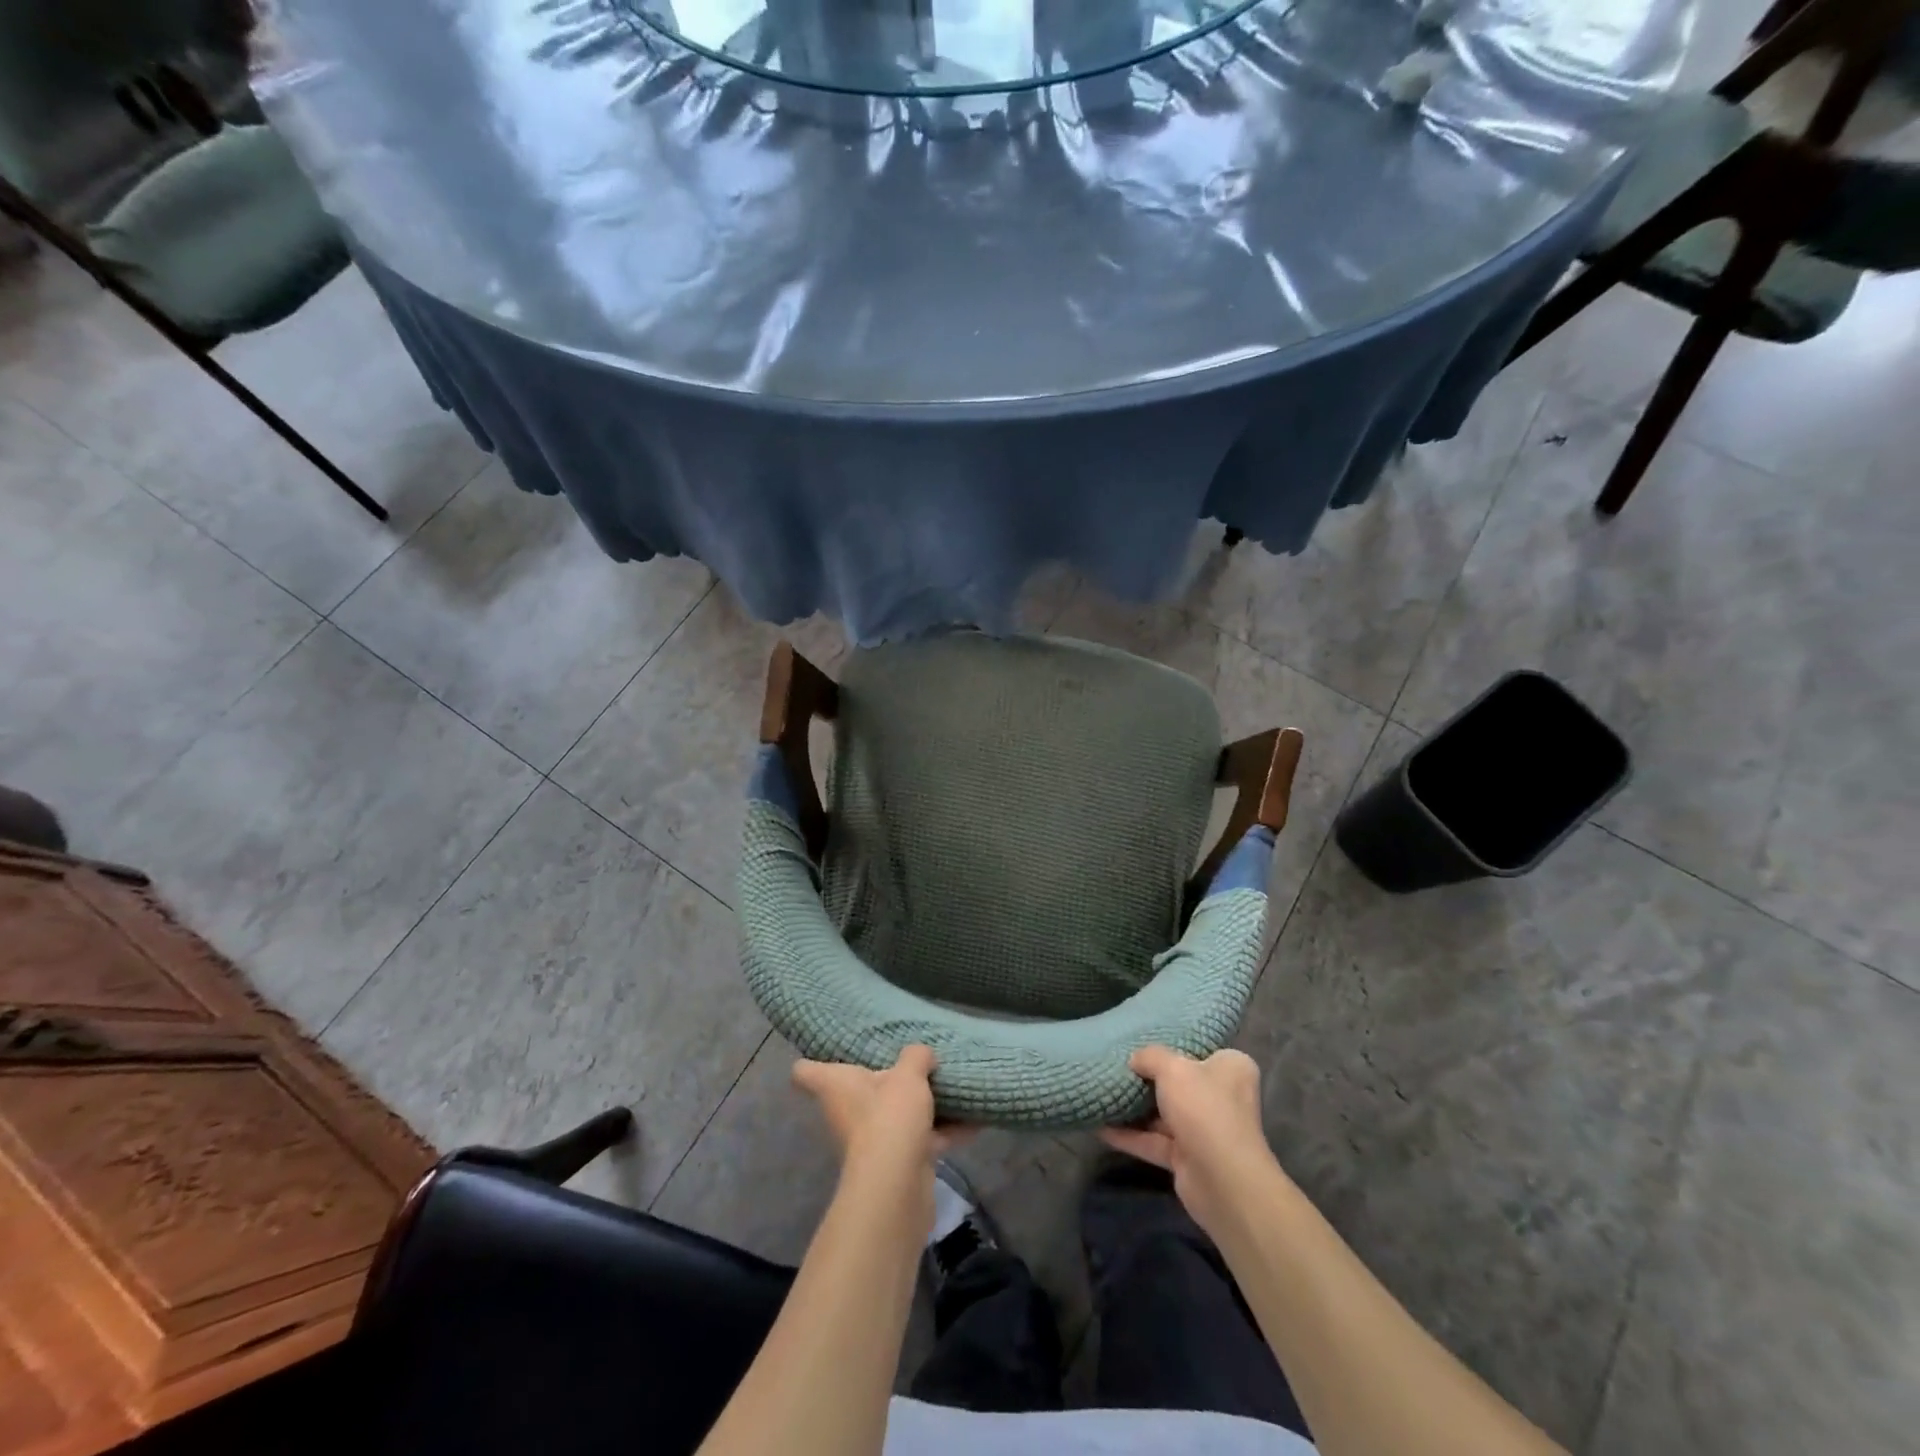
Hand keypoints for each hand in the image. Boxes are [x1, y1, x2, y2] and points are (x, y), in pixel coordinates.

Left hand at [793, 1044, 969, 1185]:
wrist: (897, 1186)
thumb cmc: (889, 1117)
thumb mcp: (908, 1075)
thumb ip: (916, 1057)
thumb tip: (922, 1055)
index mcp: (836, 1087)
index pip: (805, 1071)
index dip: (812, 1060)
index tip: (829, 1050)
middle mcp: (847, 1113)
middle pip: (858, 1093)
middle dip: (884, 1081)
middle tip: (909, 1062)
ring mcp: (872, 1141)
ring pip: (894, 1116)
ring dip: (919, 1106)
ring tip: (948, 1085)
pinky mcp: (897, 1163)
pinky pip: (922, 1139)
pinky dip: (945, 1132)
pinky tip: (975, 1119)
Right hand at [1101, 1046, 1283, 1239]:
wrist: (1222, 1181)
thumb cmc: (1204, 1109)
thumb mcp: (1172, 1068)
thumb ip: (1150, 1056)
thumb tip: (1135, 1059)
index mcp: (1230, 1069)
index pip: (1201, 1051)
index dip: (1174, 1046)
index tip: (1145, 1043)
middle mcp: (1223, 1098)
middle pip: (1180, 1082)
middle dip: (1149, 1079)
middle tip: (1117, 1066)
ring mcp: (1205, 1130)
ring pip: (1164, 1114)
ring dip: (1136, 1108)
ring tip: (1103, 1093)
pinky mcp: (1188, 1158)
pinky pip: (1154, 1141)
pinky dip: (1130, 1136)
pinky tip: (1100, 1127)